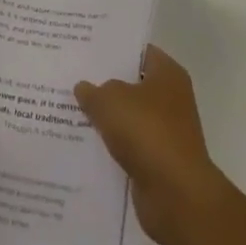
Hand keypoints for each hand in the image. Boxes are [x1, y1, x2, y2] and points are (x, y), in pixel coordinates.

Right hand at [76, 45, 225, 244]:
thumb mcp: (110, 100)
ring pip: (128, 118)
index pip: (139, 52)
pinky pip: (128, 147)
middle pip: (132, 85)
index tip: (85, 49)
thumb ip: (93, 91)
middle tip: (71, 77)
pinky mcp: (158, 162)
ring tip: (69, 109)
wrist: (176, 195)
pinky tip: (83, 143)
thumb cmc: (147, 132)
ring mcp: (166, 133)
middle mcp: (172, 99)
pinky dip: (111, 147)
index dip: (113, 50)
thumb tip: (84, 88)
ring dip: (106, 119)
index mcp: (168, 74)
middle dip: (104, 84)